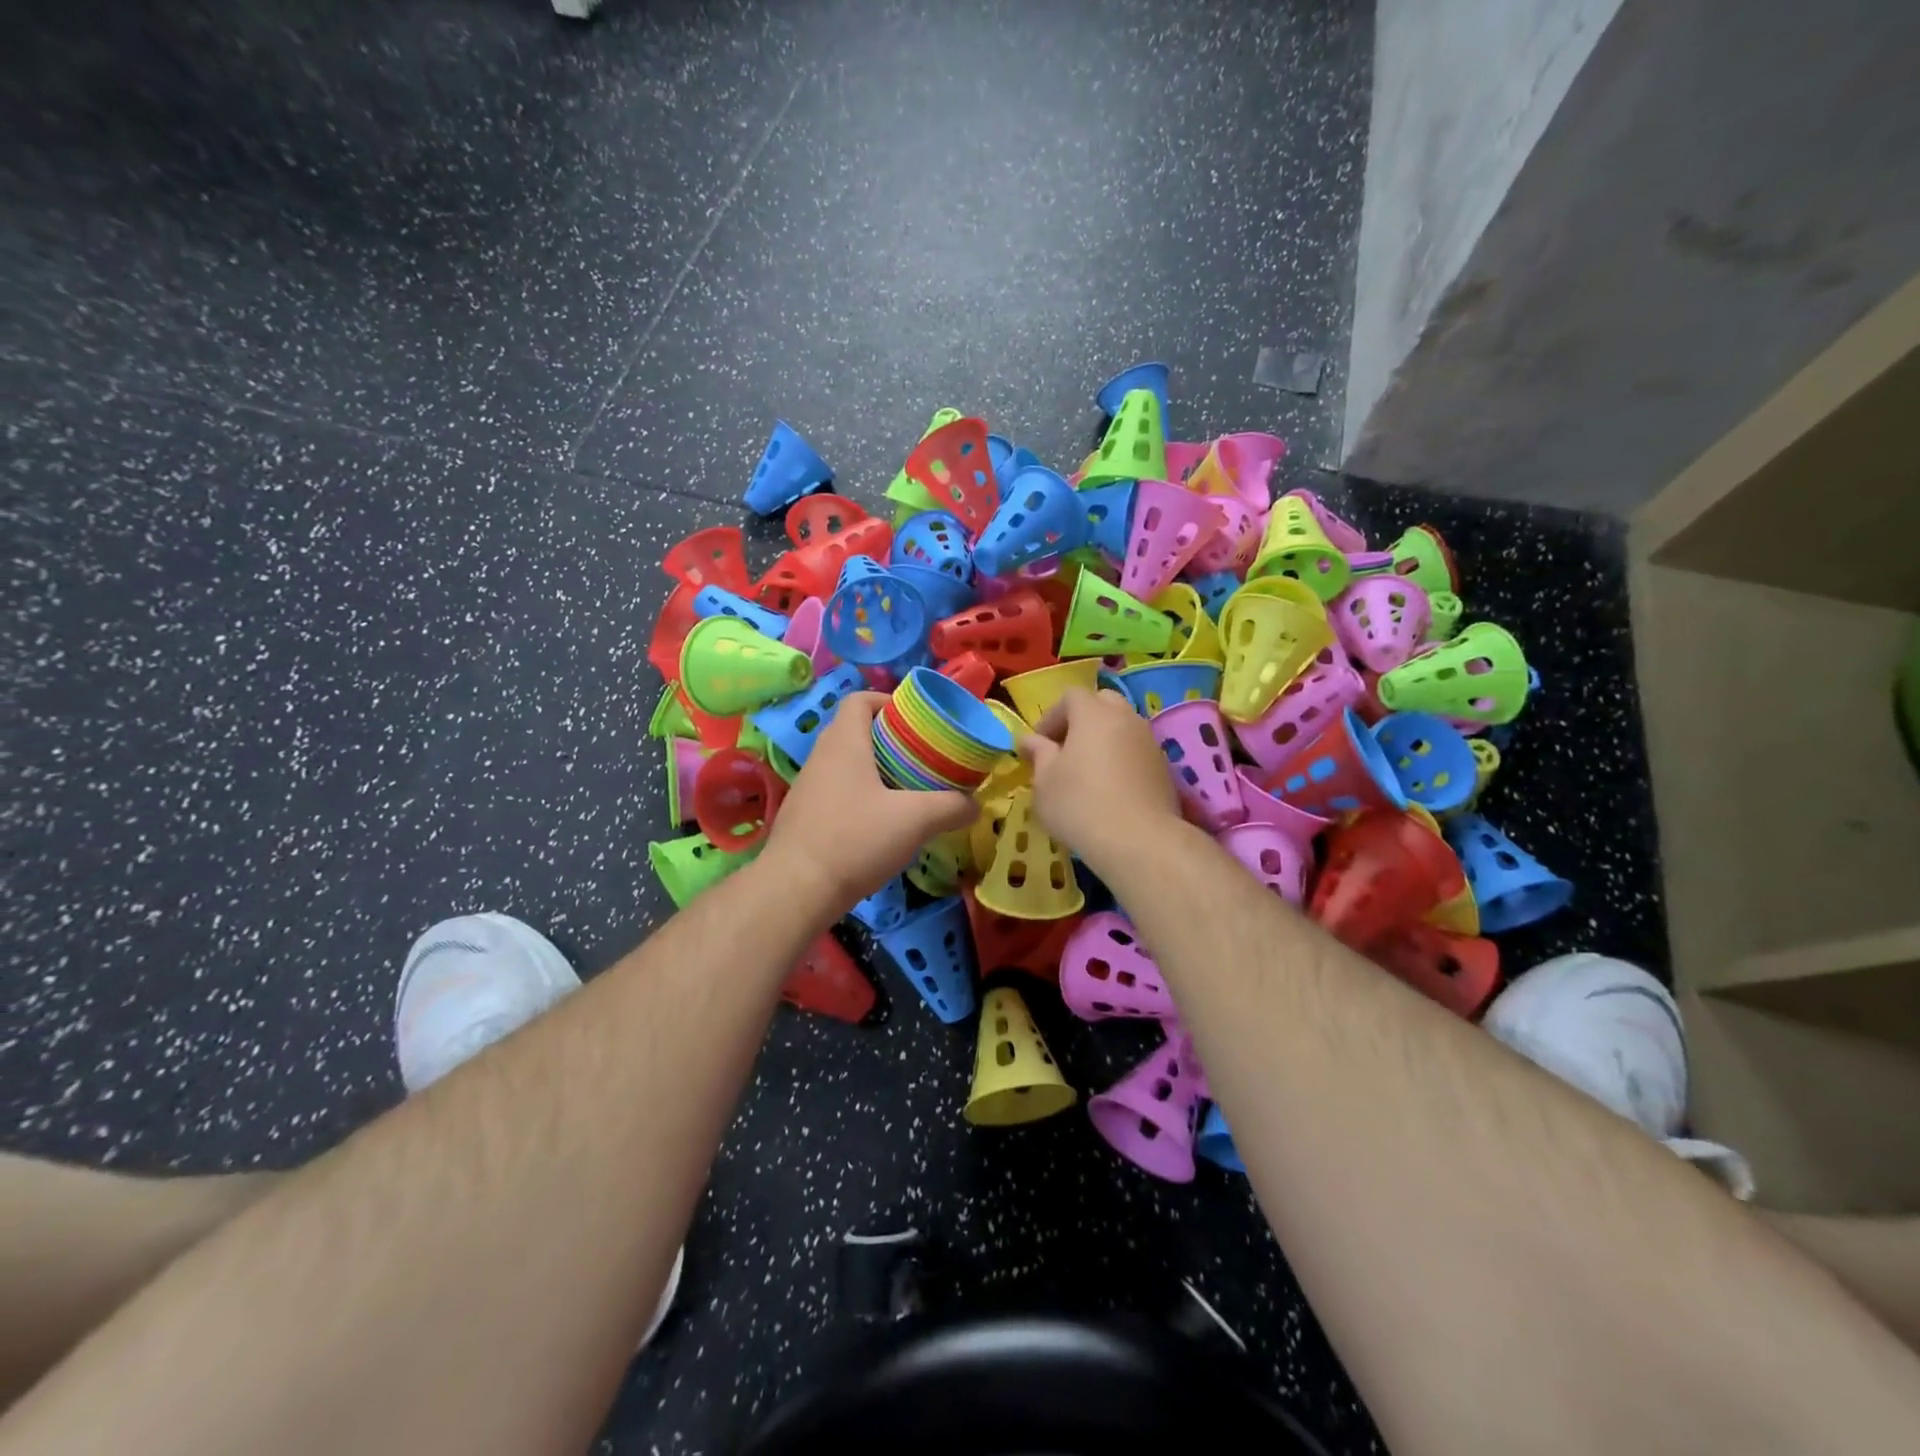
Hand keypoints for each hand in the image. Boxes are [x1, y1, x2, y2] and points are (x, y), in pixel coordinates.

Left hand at [759, 693, 974, 913]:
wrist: (796, 890)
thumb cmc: (855, 839)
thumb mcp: (915, 820)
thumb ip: (951, 807)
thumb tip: (974, 805)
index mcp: (844, 742)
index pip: (860, 699)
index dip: (888, 701)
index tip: (916, 721)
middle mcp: (821, 757)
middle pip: (856, 731)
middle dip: (891, 740)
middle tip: (923, 758)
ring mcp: (808, 788)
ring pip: (847, 765)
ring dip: (877, 771)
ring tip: (908, 791)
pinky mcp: (805, 817)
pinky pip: (838, 792)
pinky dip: (861, 797)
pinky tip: (882, 824)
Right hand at [1022, 688, 1182, 868]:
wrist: (1138, 841)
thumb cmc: (1080, 805)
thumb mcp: (1045, 782)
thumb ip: (1039, 754)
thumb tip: (1030, 740)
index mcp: (1093, 714)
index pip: (1071, 696)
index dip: (1051, 716)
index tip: (1039, 744)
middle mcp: (1126, 718)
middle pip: (1103, 703)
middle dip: (1081, 719)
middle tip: (1065, 749)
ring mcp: (1150, 741)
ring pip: (1123, 726)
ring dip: (1103, 739)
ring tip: (1087, 770)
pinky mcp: (1164, 767)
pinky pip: (1137, 750)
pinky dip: (1122, 758)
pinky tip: (1111, 788)